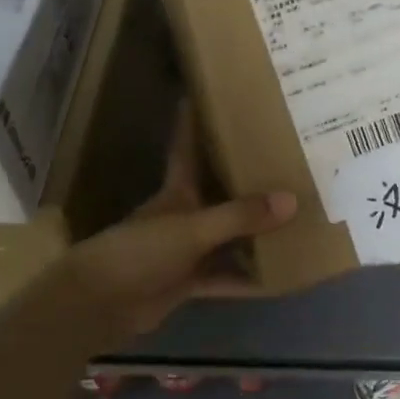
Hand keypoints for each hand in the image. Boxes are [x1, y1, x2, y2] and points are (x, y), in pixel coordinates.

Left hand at [44, 104, 296, 347]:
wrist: (100, 305)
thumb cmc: (140, 251)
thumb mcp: (193, 229)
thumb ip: (239, 216)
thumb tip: (292, 200)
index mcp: (178, 190)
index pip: (188, 146)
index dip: (195, 120)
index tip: (212, 93)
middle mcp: (185, 215)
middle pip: (220, 191)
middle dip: (248, 178)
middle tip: (287, 159)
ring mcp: (187, 250)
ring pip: (229, 236)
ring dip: (256, 232)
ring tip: (299, 217)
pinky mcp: (190, 281)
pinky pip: (227, 277)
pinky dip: (249, 279)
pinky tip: (280, 279)